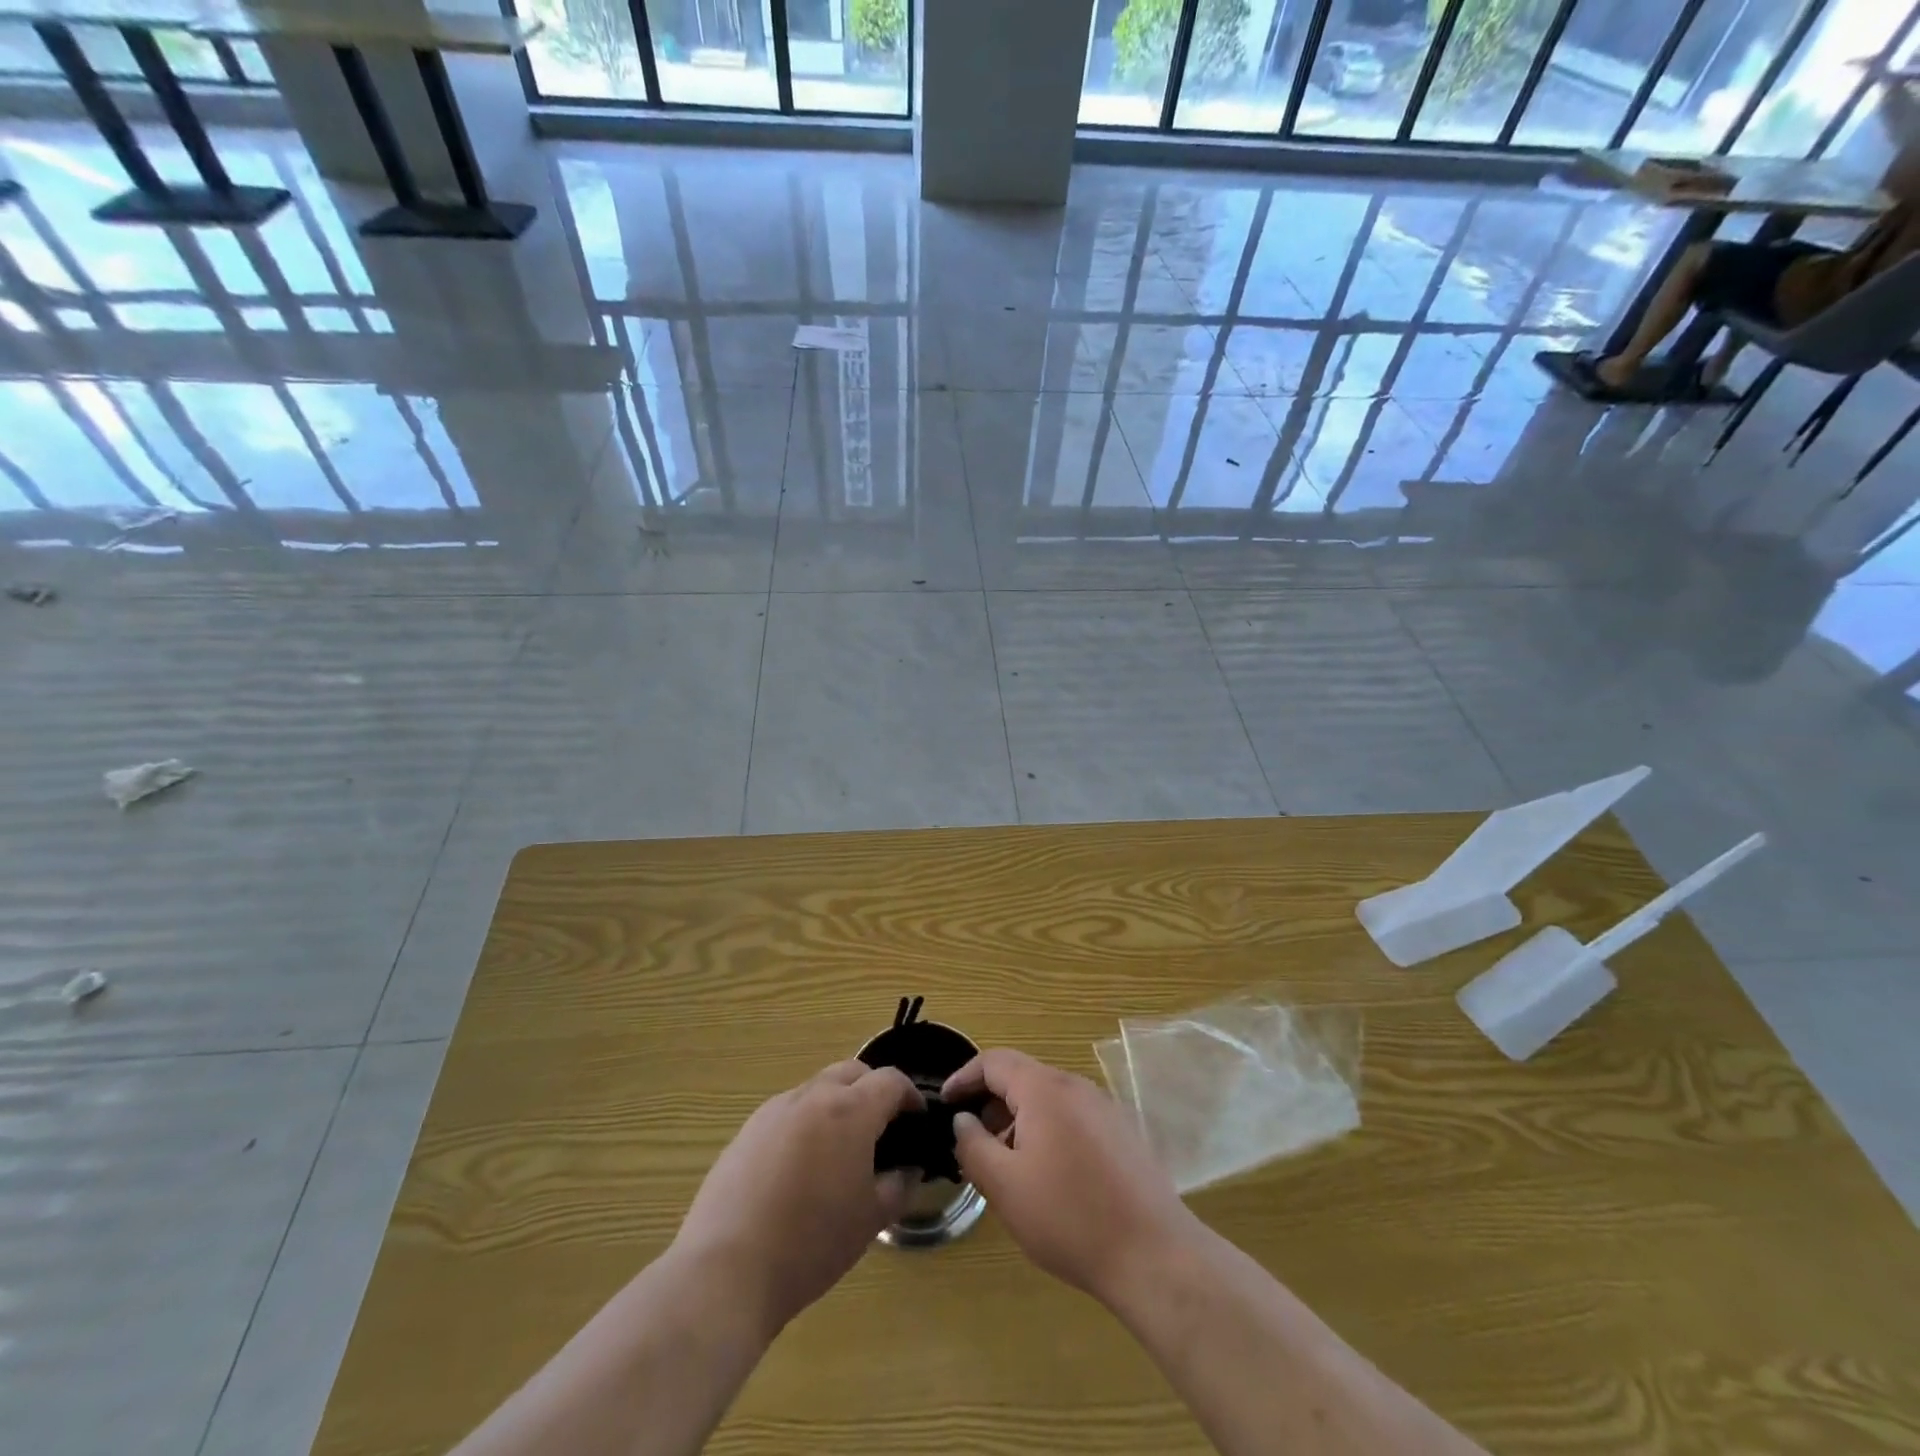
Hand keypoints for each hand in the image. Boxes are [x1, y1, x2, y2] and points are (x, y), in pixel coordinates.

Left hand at [672, 1061, 920, 1333]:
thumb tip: (907, 1169)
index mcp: (849, 1110)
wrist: (727, 1271)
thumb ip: (898, 1186)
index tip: (917, 1120)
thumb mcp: (870, 1220)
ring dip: (837, 1104)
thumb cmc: (811, 1244)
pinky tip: (800, 1169)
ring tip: (840, 1149)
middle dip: (873, 1089)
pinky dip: (805, 1124)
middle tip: (882, 1127)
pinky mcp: (746, 1131)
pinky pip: (787, 1113)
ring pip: (817, 1089)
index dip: (910, 1096)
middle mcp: (811, 1096)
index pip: (890, 1081)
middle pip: (852, 1072)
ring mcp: (774, 1110)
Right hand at [943, 1049, 1198, 1306]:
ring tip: (1007, 1166)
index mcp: (1044, 1088)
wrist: (1154, 1254)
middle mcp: (1076, 1086)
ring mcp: (1104, 1107)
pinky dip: (1048, 1131)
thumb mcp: (1005, 1186)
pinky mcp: (1122, 1132)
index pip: (994, 1061)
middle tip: (973, 1143)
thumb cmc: (1069, 1217)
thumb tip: (962, 1120)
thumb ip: (973, 1146)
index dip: (964, 1078)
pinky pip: (1073, 1117)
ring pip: (1049, 1099)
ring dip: (1019, 1121)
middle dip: (992, 1104)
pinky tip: (1048, 1177)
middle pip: (1023, 1078)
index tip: (945, 1103)